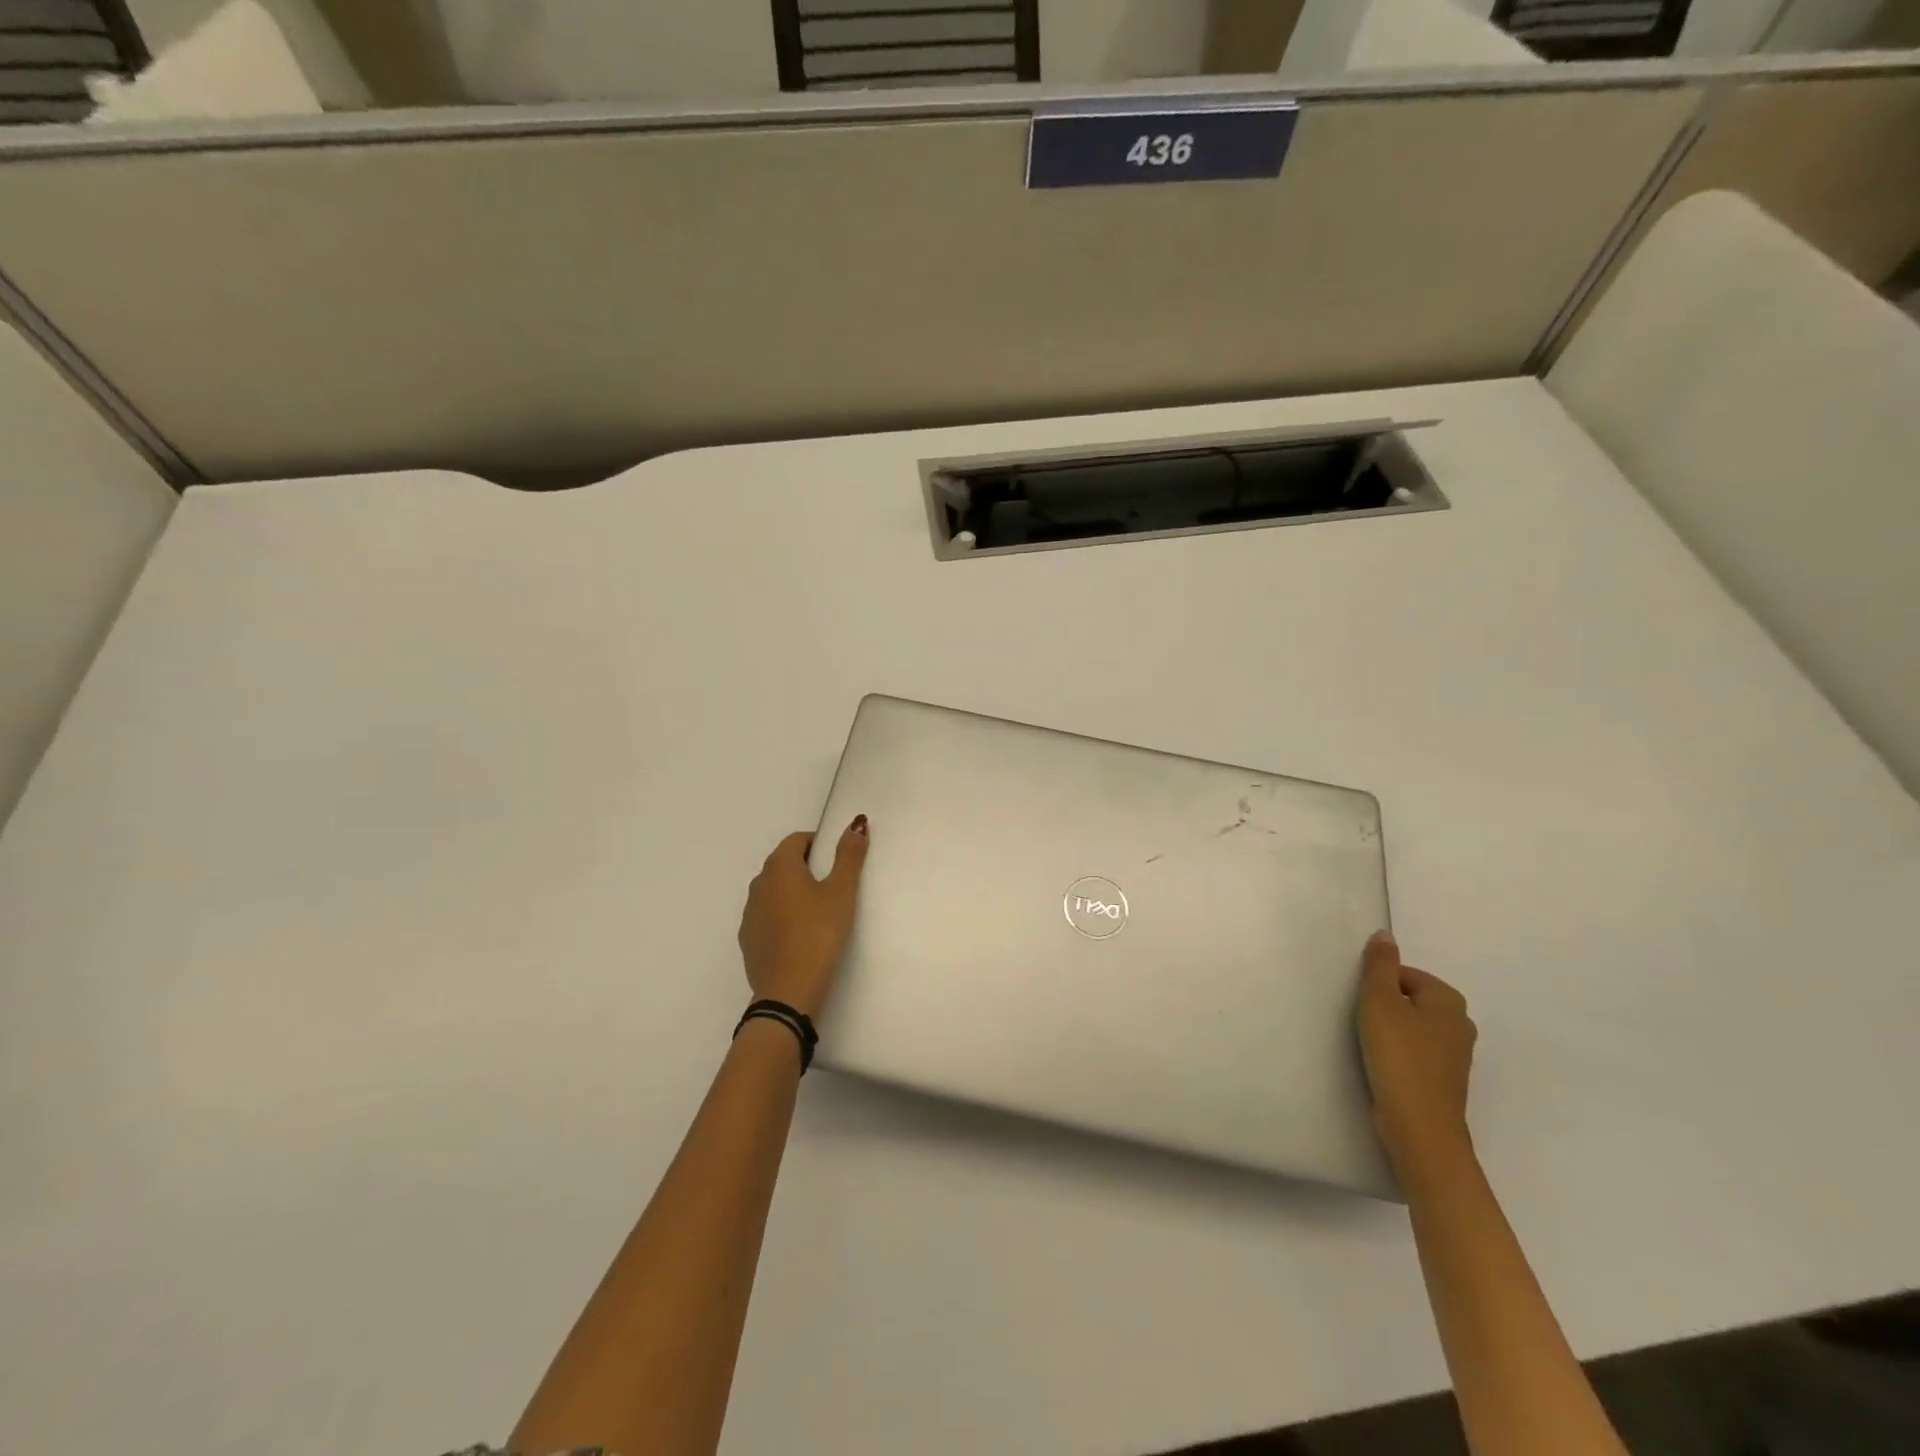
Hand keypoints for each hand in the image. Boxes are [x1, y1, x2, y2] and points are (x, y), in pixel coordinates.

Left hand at [737, 817, 870, 1017]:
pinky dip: (782, 916)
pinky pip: (767, 916)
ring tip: (819, 912)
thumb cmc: (819, 934)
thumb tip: (856, 822)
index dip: (818, 844)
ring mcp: (749, 913)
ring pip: (773, 891)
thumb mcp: (842, 892)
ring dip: (793, 892)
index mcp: (779, 867)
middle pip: (783, 864)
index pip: (797, 840)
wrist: (788, 991)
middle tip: (834, 885)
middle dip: (807, 867)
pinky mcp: (748, 940)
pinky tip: (800, 935)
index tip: (838, 860)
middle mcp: (758, 884)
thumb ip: (849, 856)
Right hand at [1357, 930, 1476, 1170]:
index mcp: (1449, 1000)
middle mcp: (1461, 1023)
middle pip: (1409, 999)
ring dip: (1390, 1032)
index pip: (1403, 975)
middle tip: (1363, 1024)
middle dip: (1385, 1007)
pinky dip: (1399, 1053)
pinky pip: (1416, 1051)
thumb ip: (1379, 965)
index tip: (1363, 1006)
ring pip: (1412, 1027)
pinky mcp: (1445, 1079)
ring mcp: (1456, 1054)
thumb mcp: (1379, 1001)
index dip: (1377, 987)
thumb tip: (1384, 934)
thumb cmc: (1398, 1056)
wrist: (1419, 1126)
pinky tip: (1383, 1066)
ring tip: (1371, 1046)